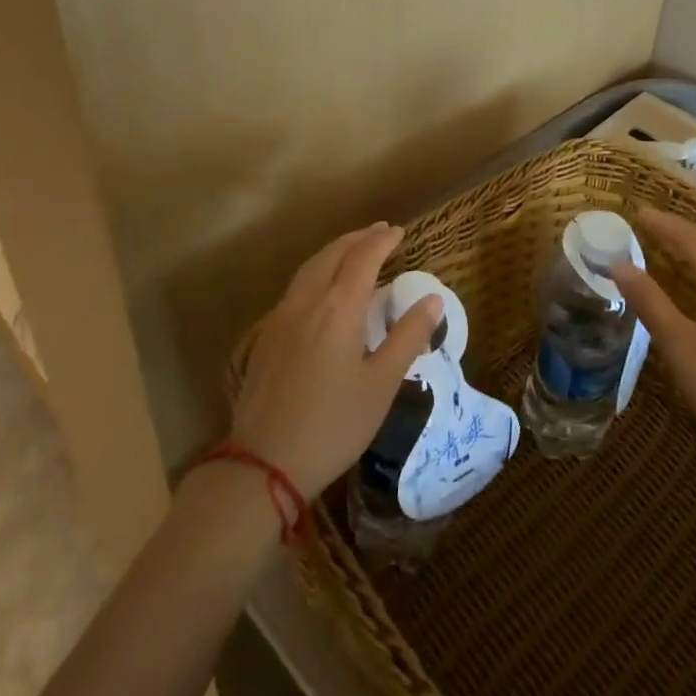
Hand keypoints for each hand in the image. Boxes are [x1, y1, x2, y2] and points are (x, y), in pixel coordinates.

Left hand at [230, 223, 442, 499]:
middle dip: (358, 238)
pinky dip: (316, 271)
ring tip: (353, 250)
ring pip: (310, 267)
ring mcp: (281, 317)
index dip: (383, 241)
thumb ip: (408, 337)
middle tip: (380, 232)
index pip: (364, 257)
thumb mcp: (382, 384)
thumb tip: (433, 300)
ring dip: (335, 251)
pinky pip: (295, 287)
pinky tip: (322, 289)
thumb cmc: (334, 425)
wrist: (263, 463)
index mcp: (339, 307)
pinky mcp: (265, 336)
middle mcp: (307, 301)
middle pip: (333, 254)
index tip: (400, 232)